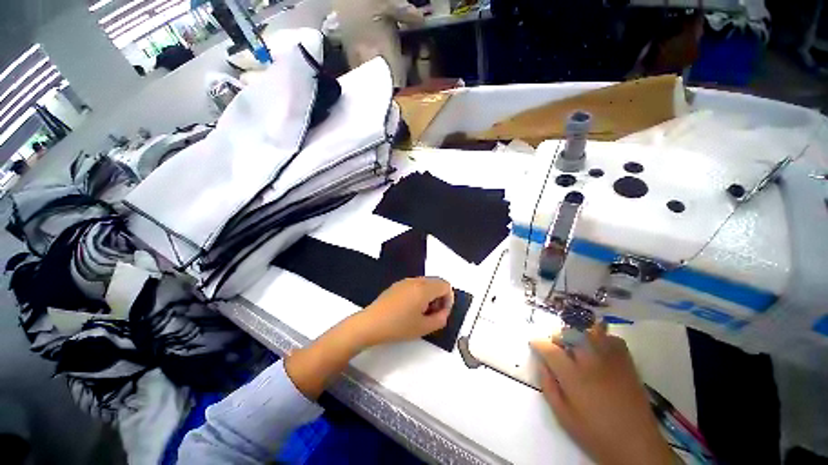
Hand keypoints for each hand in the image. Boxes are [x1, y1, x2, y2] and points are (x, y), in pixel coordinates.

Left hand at [354, 277, 453, 346]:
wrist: (370, 323)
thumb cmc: (398, 326)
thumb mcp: (424, 328)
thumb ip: (441, 319)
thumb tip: (444, 312)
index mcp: (424, 288)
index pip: (446, 285)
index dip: (448, 299)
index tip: (442, 313)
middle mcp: (415, 280)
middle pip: (436, 282)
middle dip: (439, 297)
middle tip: (433, 314)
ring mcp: (405, 281)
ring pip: (426, 283)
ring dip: (430, 296)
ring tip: (421, 313)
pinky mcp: (397, 285)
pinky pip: (415, 285)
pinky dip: (419, 294)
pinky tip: (410, 309)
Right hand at [531, 327, 673, 464]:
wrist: (636, 445)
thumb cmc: (595, 433)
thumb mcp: (563, 415)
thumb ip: (548, 385)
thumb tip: (542, 363)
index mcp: (573, 376)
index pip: (549, 349)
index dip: (538, 343)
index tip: (534, 343)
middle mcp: (591, 362)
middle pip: (569, 334)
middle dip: (557, 337)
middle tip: (555, 347)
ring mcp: (611, 360)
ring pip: (590, 332)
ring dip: (578, 335)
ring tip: (575, 346)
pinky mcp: (627, 363)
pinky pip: (612, 339)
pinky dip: (602, 338)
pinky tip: (598, 349)